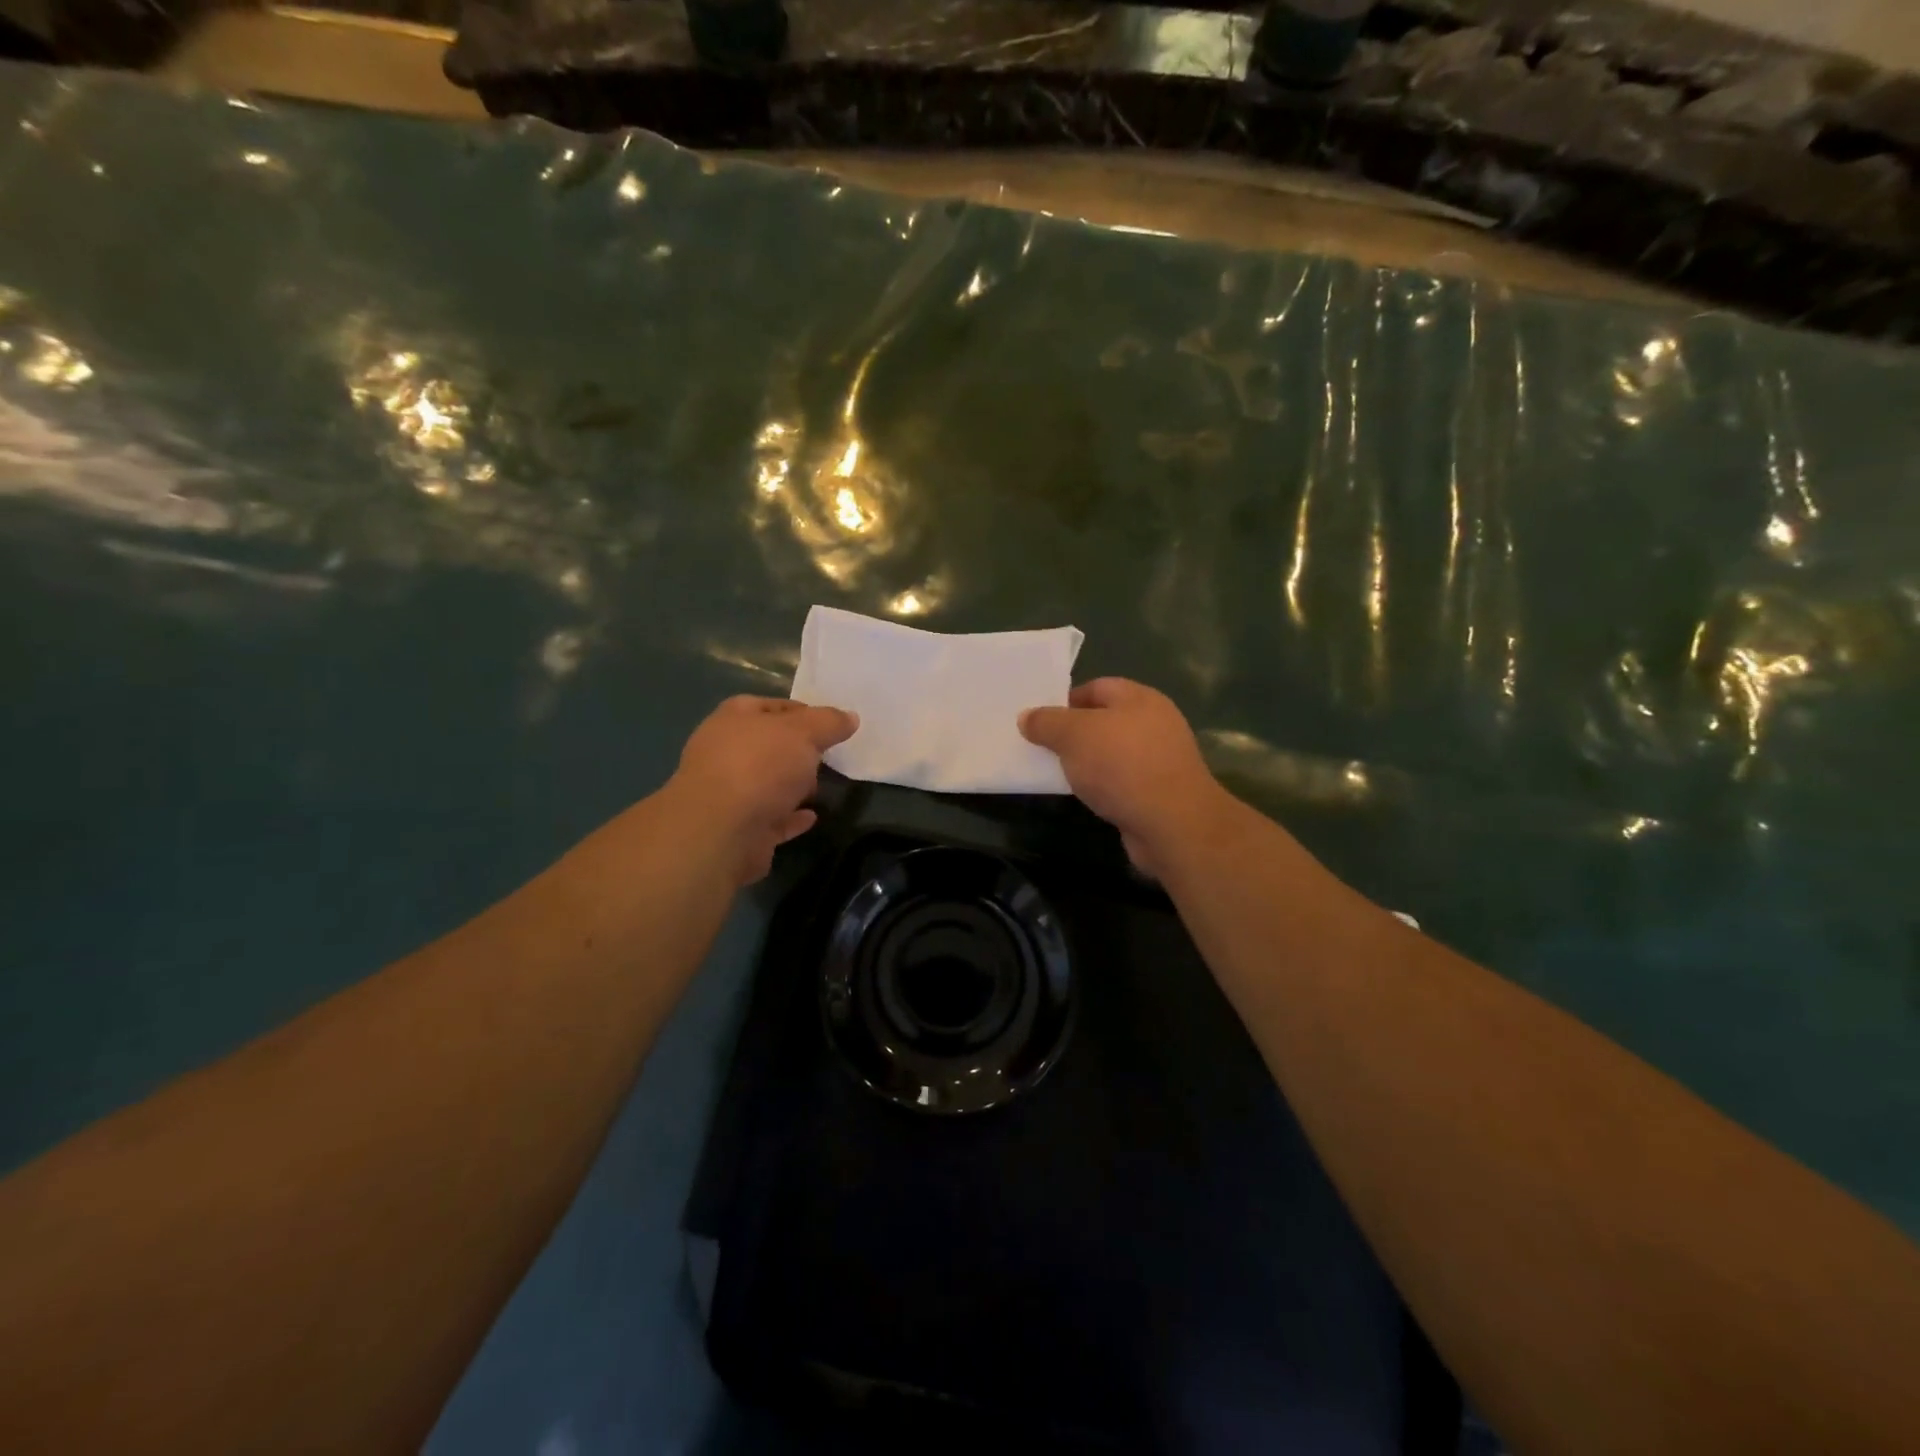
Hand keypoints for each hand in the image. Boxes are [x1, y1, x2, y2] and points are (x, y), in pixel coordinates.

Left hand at [666, 696, 858, 884]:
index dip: (802, 712)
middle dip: (797, 751)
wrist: (721, 831)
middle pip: (768, 745)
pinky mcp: (738, 828)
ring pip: (767, 783)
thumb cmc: (760, 766)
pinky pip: (771, 818)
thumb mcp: (803, 733)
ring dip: (792, 785)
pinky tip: (811, 817)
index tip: (831, 725)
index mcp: (734, 719)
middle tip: (827, 757)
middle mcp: (725, 752)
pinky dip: (790, 816)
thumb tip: (850, 717)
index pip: (770, 706)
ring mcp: (729, 792)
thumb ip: (829, 723)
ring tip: (821, 788)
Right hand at [1020, 678, 1236, 876]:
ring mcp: (1161, 759)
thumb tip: (1027, 717)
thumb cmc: (1121, 765)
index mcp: (1139, 698)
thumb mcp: (1073, 735)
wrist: (1172, 824)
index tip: (1040, 721)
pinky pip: (1122, 781)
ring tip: (1059, 774)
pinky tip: (1087, 798)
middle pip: (1105, 720)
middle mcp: (1155, 723)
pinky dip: (1103, 786)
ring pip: (1113, 753)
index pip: (1096, 687)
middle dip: (1074, 734)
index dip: (1066, 700)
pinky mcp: (1160, 792)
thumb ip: (1047, 722)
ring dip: (1088, 763)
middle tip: (1043, 748)